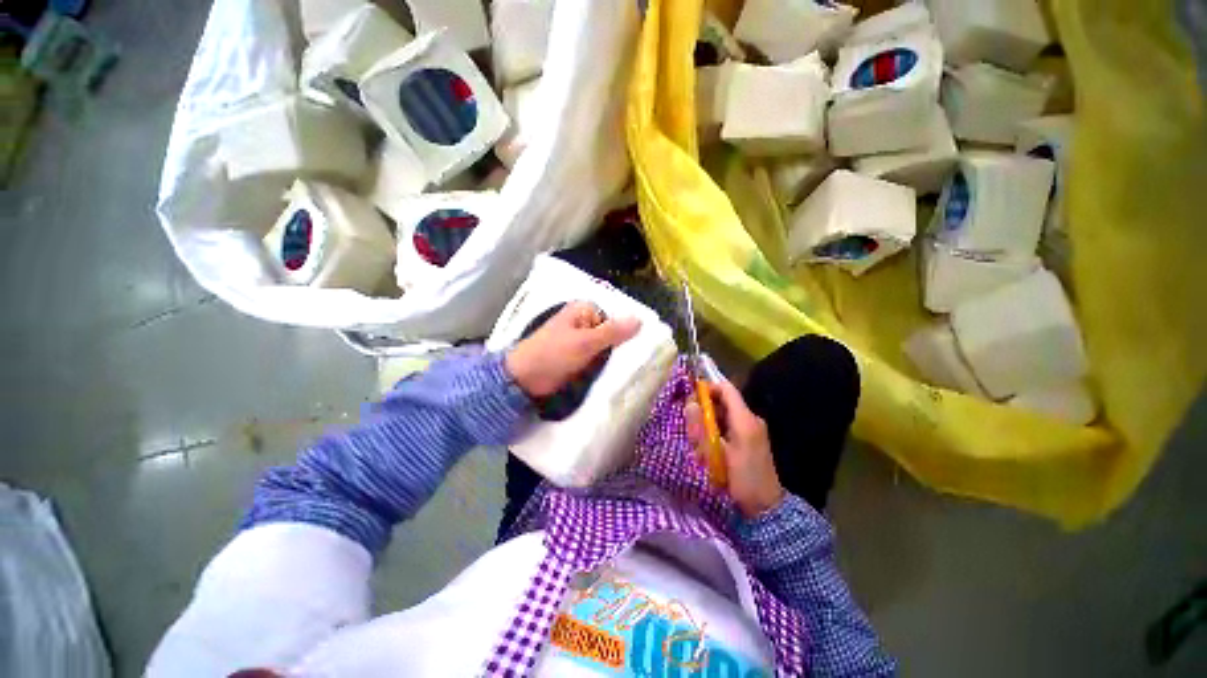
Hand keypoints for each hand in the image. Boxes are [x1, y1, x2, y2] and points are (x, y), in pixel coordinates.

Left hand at [505, 301, 640, 397]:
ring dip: (616, 356)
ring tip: (633, 368)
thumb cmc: (552, 355)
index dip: (628, 330)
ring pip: (607, 346)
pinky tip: (618, 372)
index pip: (616, 316)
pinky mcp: (578, 356)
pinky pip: (598, 357)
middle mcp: (584, 321)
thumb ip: (612, 332)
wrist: (524, 379)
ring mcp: (581, 340)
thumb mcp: (585, 342)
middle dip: (623, 345)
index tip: (642, 346)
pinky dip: (606, 364)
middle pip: (612, 331)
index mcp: (584, 310)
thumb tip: (640, 319)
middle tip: (640, 360)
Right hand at [685, 380, 784, 517]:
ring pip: (727, 413)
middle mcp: (751, 419)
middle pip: (725, 400)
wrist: (766, 509)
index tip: (690, 398)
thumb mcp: (716, 455)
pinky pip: (731, 423)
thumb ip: (701, 428)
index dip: (707, 388)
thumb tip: (690, 404)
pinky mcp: (751, 439)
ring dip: (710, 418)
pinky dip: (718, 427)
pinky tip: (709, 443)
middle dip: (705, 406)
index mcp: (745, 420)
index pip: (726, 389)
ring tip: (698, 435)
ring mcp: (753, 429)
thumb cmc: (741, 481)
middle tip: (690, 420)